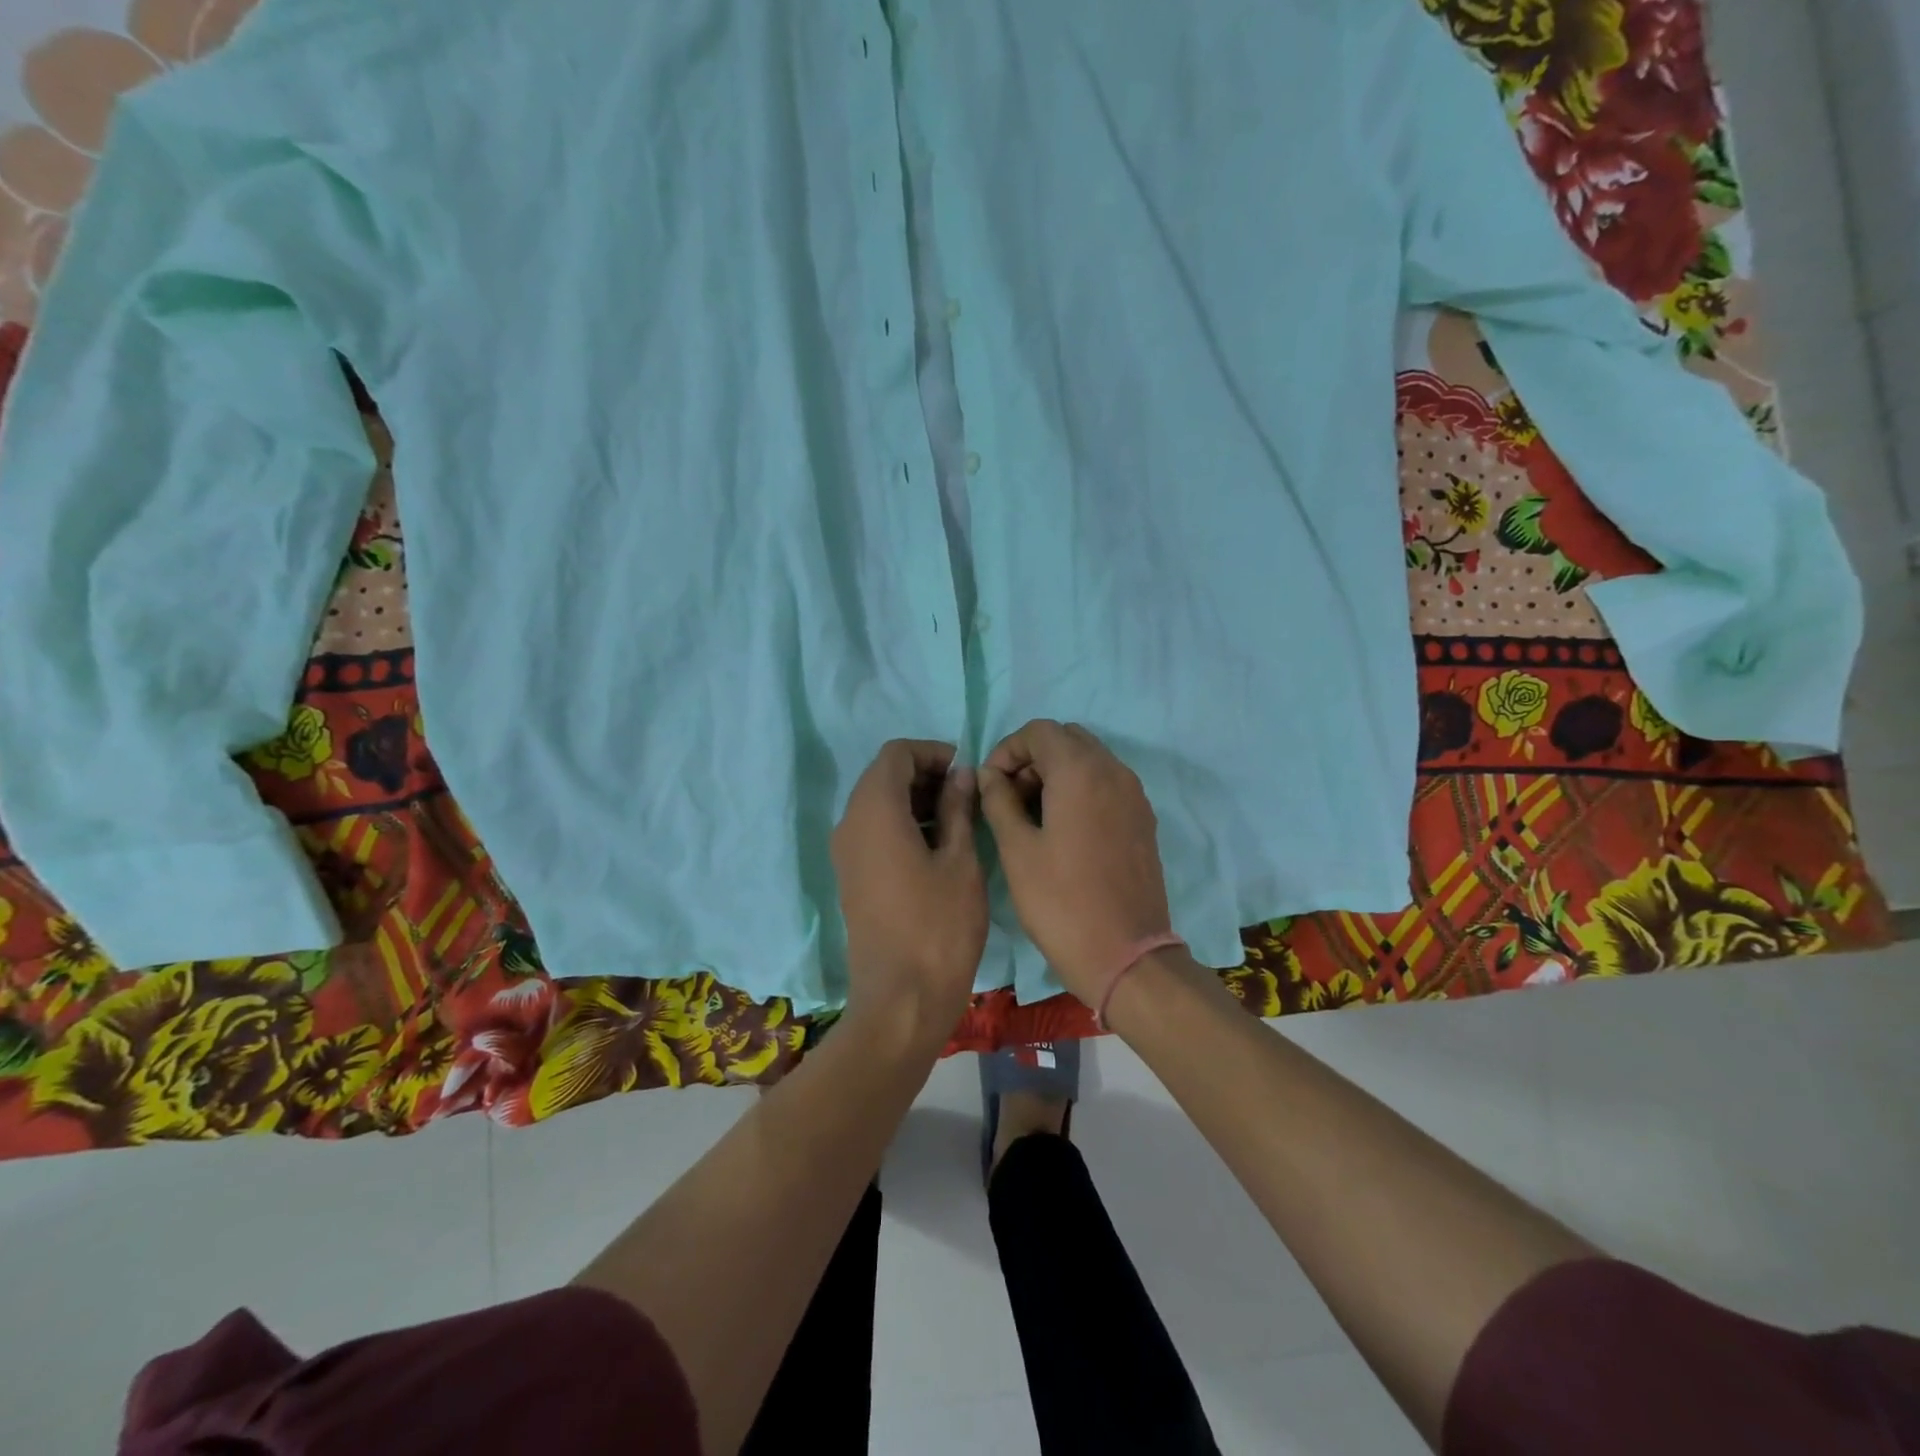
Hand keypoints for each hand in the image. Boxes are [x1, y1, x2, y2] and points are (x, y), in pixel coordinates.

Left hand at [831, 739, 987, 1048]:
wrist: (902, 1000)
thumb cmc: (939, 926)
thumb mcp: (960, 861)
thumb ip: (958, 809)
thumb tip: (961, 776)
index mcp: (874, 811)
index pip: (895, 754)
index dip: (931, 752)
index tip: (965, 770)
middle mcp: (850, 824)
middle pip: (882, 776)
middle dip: (924, 774)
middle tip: (966, 792)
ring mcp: (846, 853)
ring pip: (876, 803)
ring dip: (914, 799)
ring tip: (958, 817)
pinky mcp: (852, 877)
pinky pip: (873, 831)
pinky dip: (902, 823)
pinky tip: (937, 844)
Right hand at [978, 720, 1173, 1004]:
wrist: (1125, 955)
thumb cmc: (1061, 902)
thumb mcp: (1017, 850)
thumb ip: (999, 800)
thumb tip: (990, 775)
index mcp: (1081, 771)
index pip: (1039, 731)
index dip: (1007, 749)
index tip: (990, 784)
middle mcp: (1113, 772)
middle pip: (1067, 739)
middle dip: (1033, 758)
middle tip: (1009, 797)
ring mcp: (1134, 796)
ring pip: (1090, 760)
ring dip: (1057, 773)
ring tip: (1031, 815)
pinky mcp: (1143, 820)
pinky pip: (1107, 785)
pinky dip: (1080, 790)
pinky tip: (1062, 830)